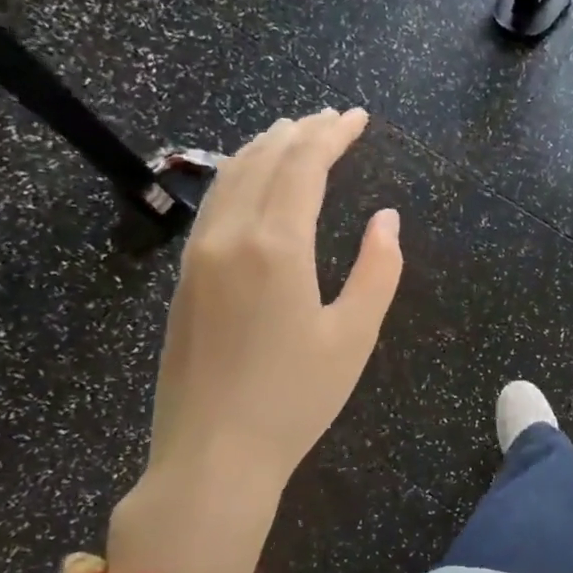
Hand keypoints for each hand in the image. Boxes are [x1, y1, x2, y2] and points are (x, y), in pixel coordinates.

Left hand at [108, 108, 401, 572]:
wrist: (212, 455)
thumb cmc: (295, 398)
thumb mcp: (355, 335)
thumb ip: (379, 269)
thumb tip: (387, 218)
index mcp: (277, 246)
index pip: (304, 166)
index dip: (332, 135)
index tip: (357, 117)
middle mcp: (231, 237)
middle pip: (264, 160)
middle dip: (301, 131)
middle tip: (332, 117)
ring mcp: (199, 257)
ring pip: (230, 177)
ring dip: (265, 147)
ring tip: (293, 133)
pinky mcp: (185, 279)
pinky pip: (214, 205)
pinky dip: (239, 176)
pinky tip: (253, 182)